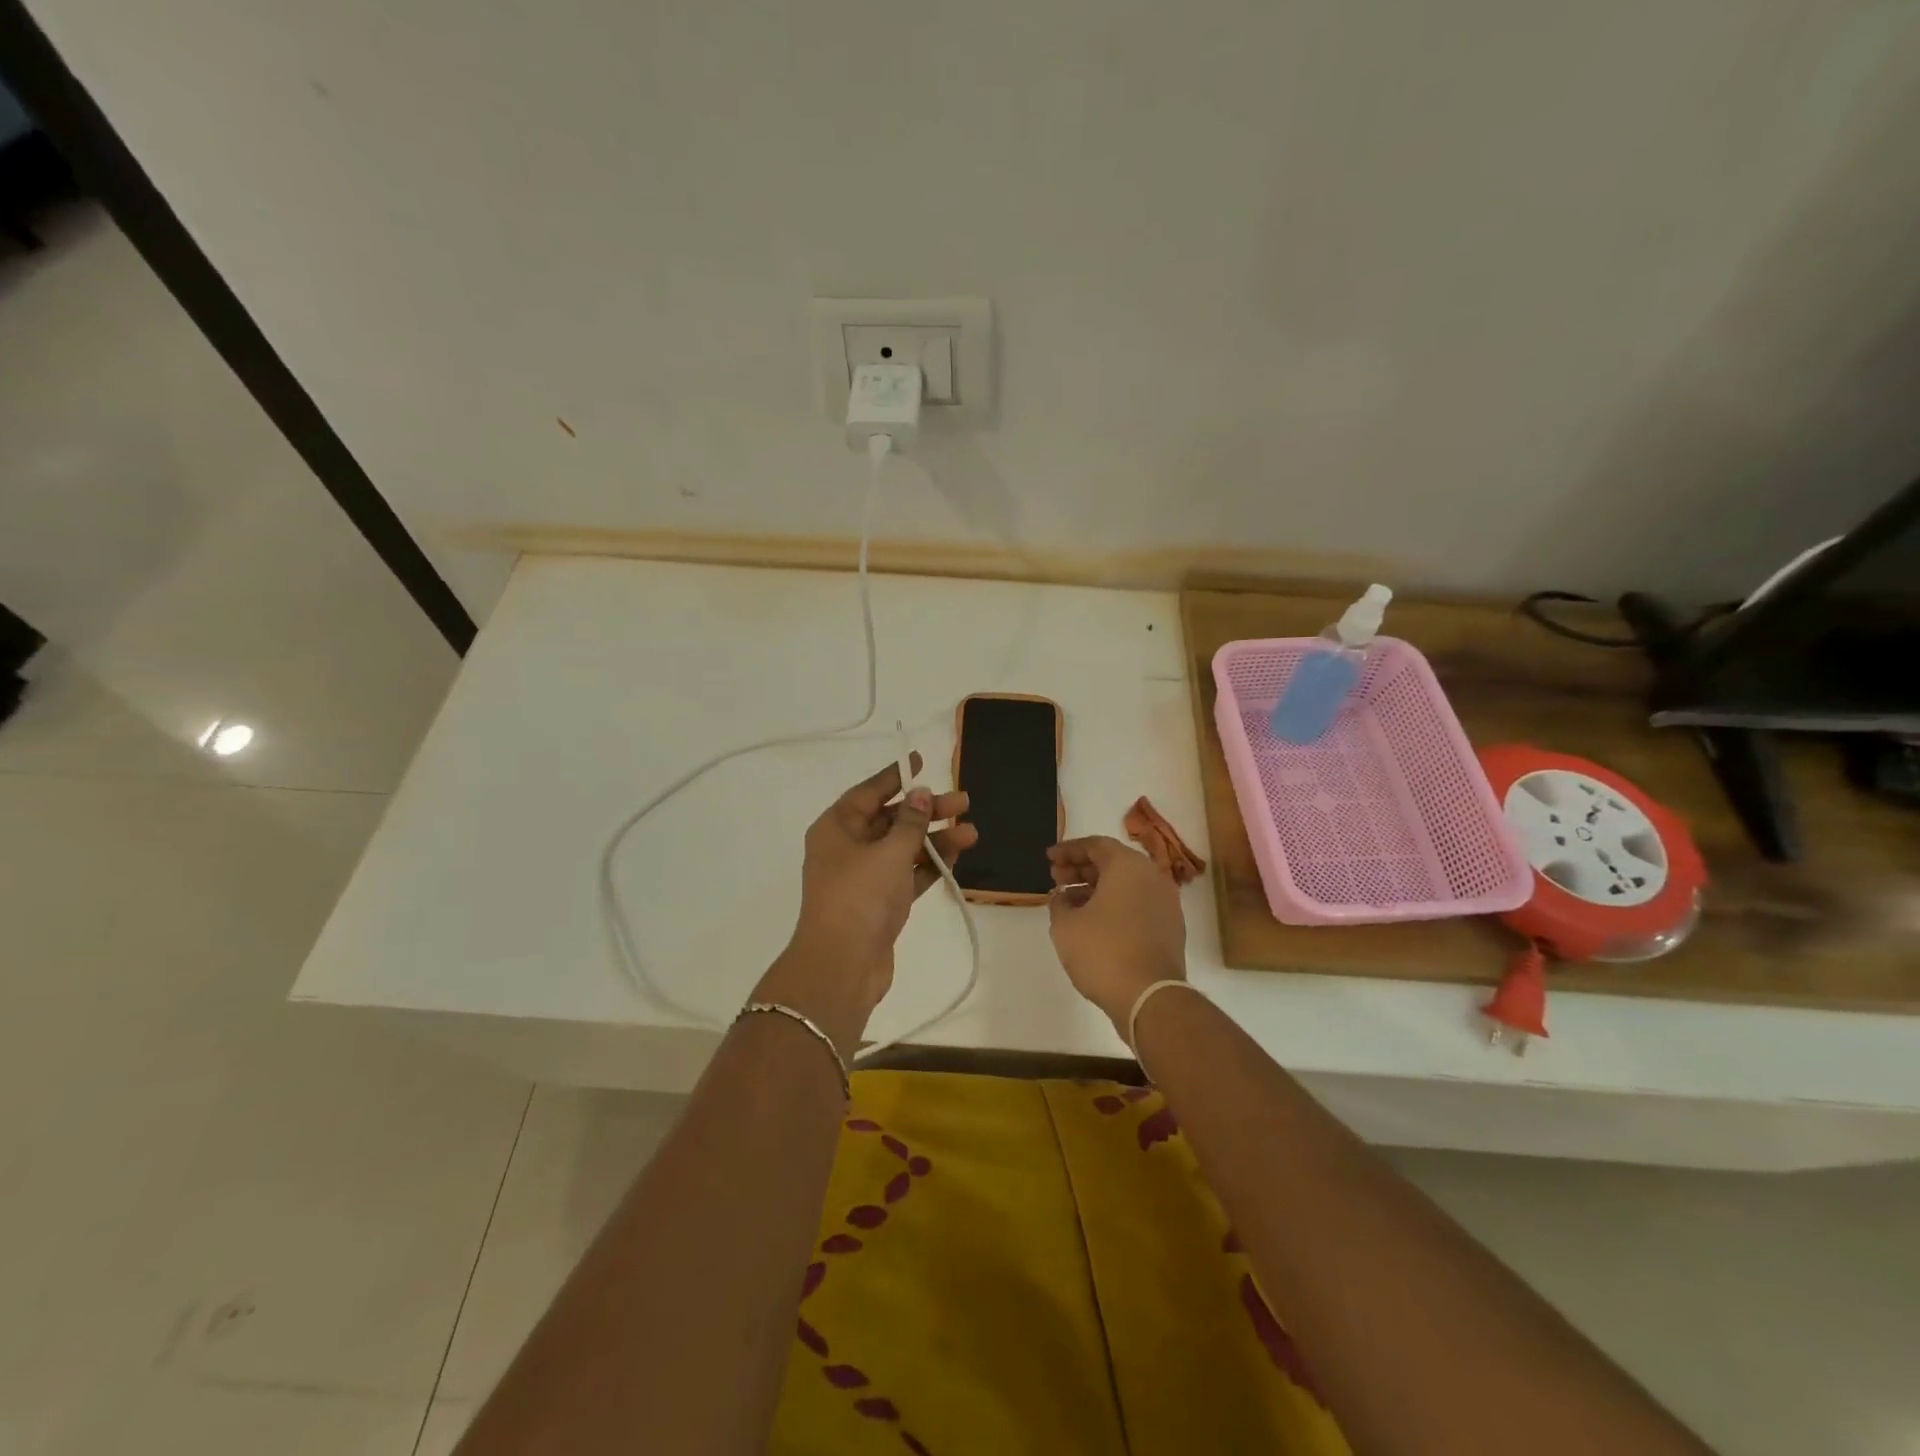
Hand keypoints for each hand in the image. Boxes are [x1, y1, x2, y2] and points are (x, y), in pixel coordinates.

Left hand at [755, 754, 975, 1049]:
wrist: (842, 966)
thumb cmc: (860, 897)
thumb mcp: (888, 852)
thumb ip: (910, 822)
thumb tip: (920, 793)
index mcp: (836, 828)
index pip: (868, 792)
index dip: (895, 776)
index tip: (919, 761)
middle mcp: (848, 847)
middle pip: (891, 819)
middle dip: (927, 811)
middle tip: (964, 802)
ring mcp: (864, 877)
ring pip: (904, 848)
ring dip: (935, 839)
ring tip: (972, 832)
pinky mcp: (881, 902)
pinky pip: (908, 874)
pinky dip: (930, 864)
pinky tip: (957, 854)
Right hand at [1047, 836, 1186, 1034]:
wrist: (1150, 996)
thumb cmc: (1103, 952)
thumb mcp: (1065, 925)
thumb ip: (1059, 902)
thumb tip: (1063, 897)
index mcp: (1128, 866)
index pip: (1095, 845)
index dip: (1068, 850)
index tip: (1049, 858)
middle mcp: (1152, 877)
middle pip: (1112, 862)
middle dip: (1081, 868)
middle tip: (1056, 879)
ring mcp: (1165, 903)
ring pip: (1126, 885)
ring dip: (1096, 888)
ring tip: (1069, 903)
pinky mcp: (1170, 927)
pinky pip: (1137, 904)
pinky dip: (1114, 905)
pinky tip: (1092, 923)